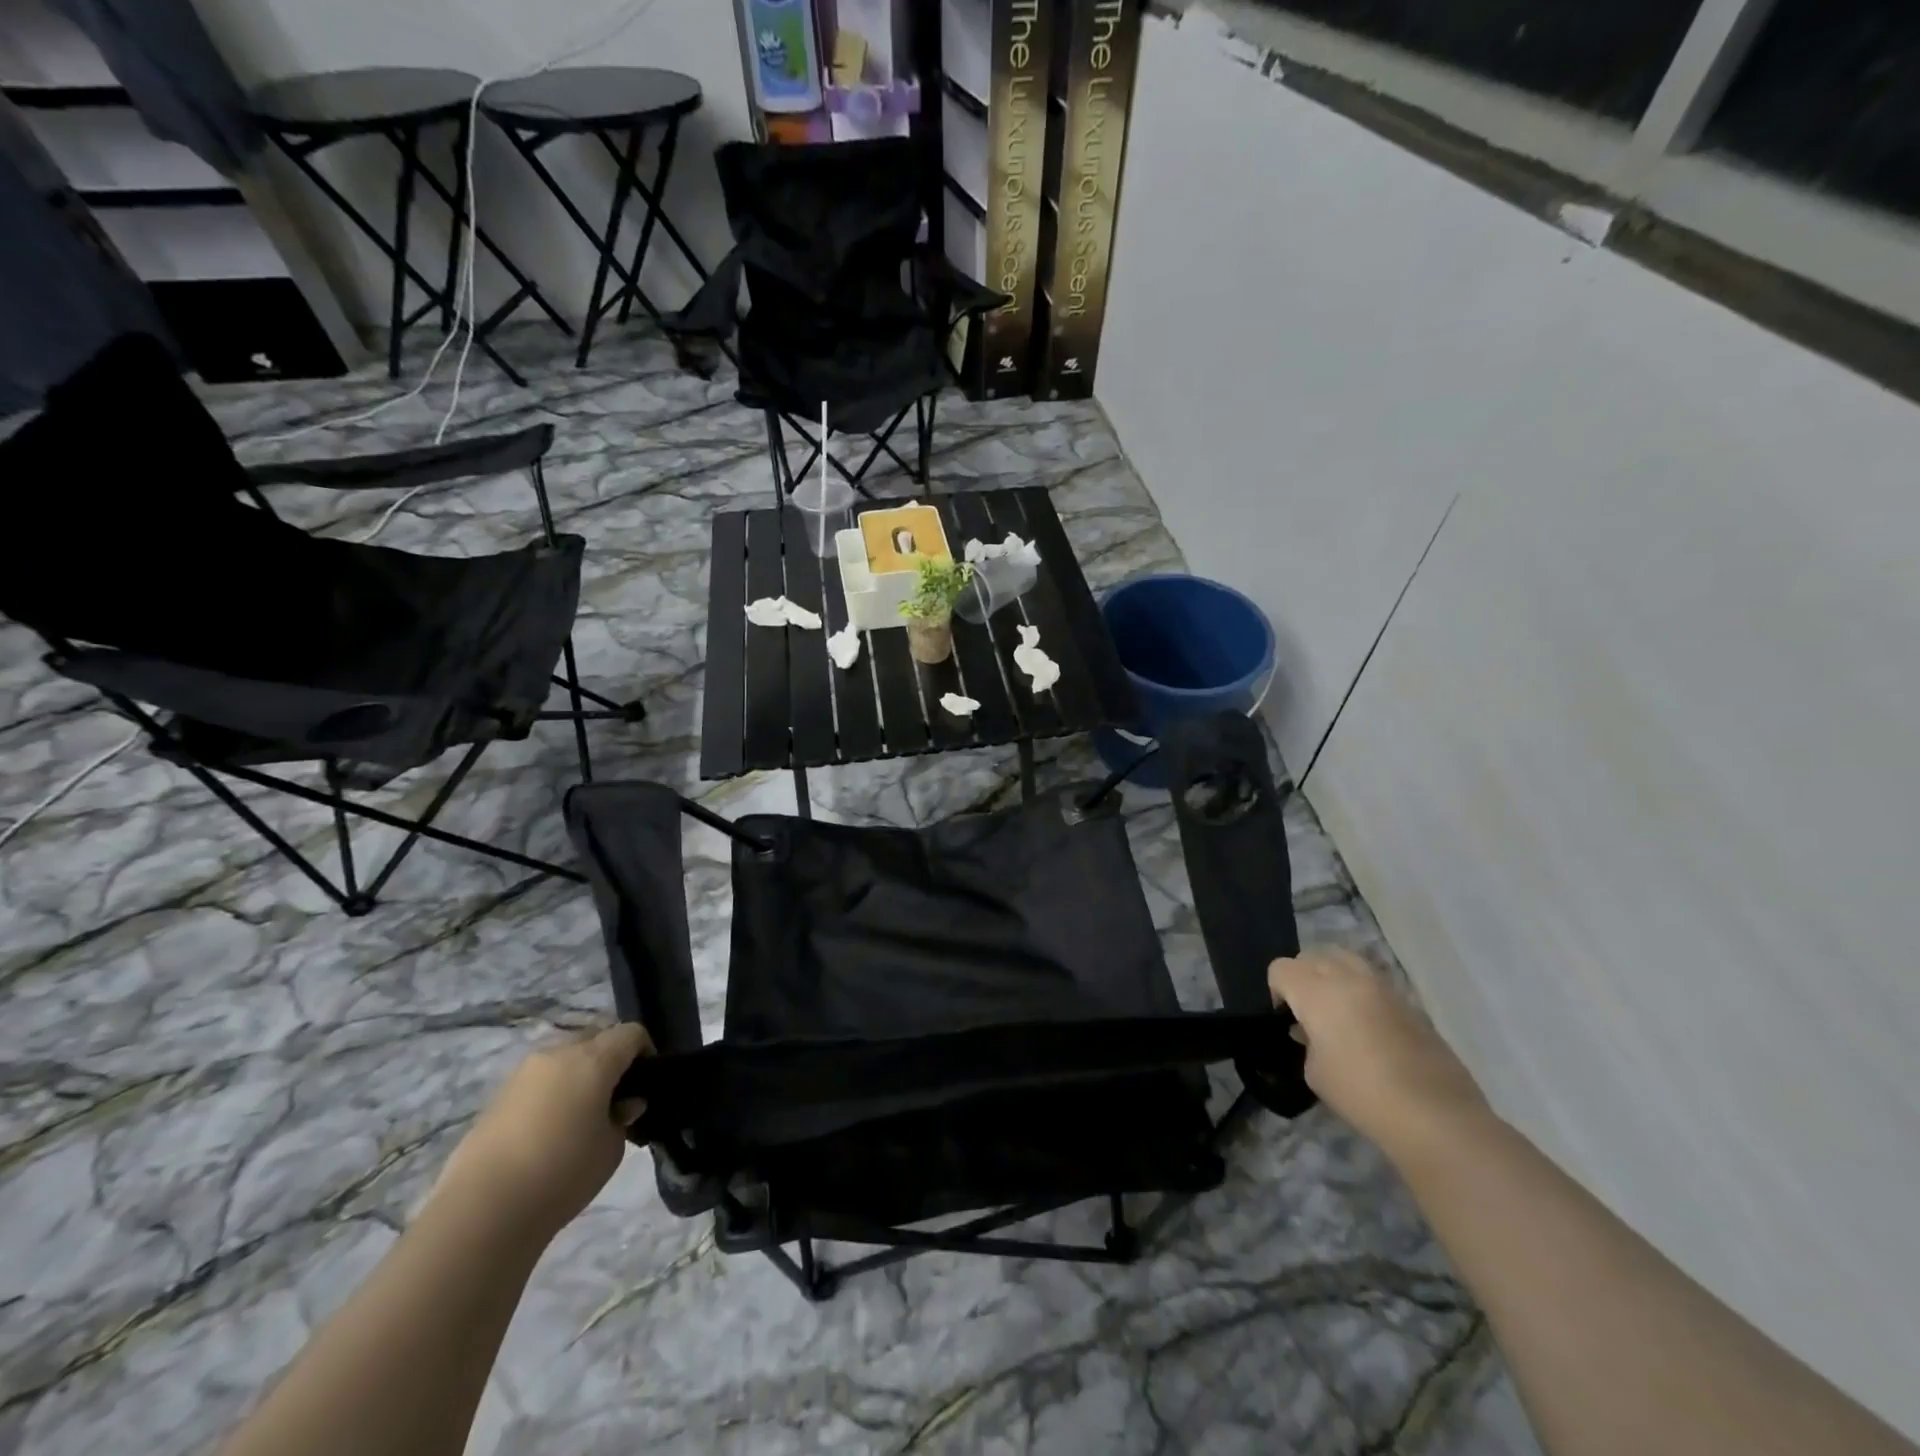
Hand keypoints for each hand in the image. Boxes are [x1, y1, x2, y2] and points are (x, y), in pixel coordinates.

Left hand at [431, 1022, 651, 1239]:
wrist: (482, 1211)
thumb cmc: (562, 1173)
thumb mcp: (612, 1148)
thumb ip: (622, 1117)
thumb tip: (622, 1105)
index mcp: (593, 1059)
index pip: (631, 1033)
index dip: (645, 1052)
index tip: (646, 1083)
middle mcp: (558, 1053)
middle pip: (595, 1040)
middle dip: (610, 1061)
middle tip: (614, 1100)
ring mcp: (523, 1073)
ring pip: (563, 1059)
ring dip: (577, 1076)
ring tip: (579, 1118)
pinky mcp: (497, 1097)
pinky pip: (538, 1082)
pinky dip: (550, 1094)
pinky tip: (547, 1133)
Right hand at [1269, 948, 1489, 1164]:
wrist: (1435, 1115)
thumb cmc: (1362, 1094)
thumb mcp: (1314, 1072)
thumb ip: (1307, 1041)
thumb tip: (1313, 1031)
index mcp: (1316, 991)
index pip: (1281, 968)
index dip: (1276, 990)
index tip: (1285, 1018)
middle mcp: (1347, 978)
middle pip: (1313, 955)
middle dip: (1303, 976)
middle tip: (1308, 1011)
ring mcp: (1382, 986)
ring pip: (1346, 960)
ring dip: (1333, 977)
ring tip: (1337, 1012)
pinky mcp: (1409, 1002)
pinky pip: (1373, 982)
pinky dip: (1361, 992)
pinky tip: (1368, 1028)